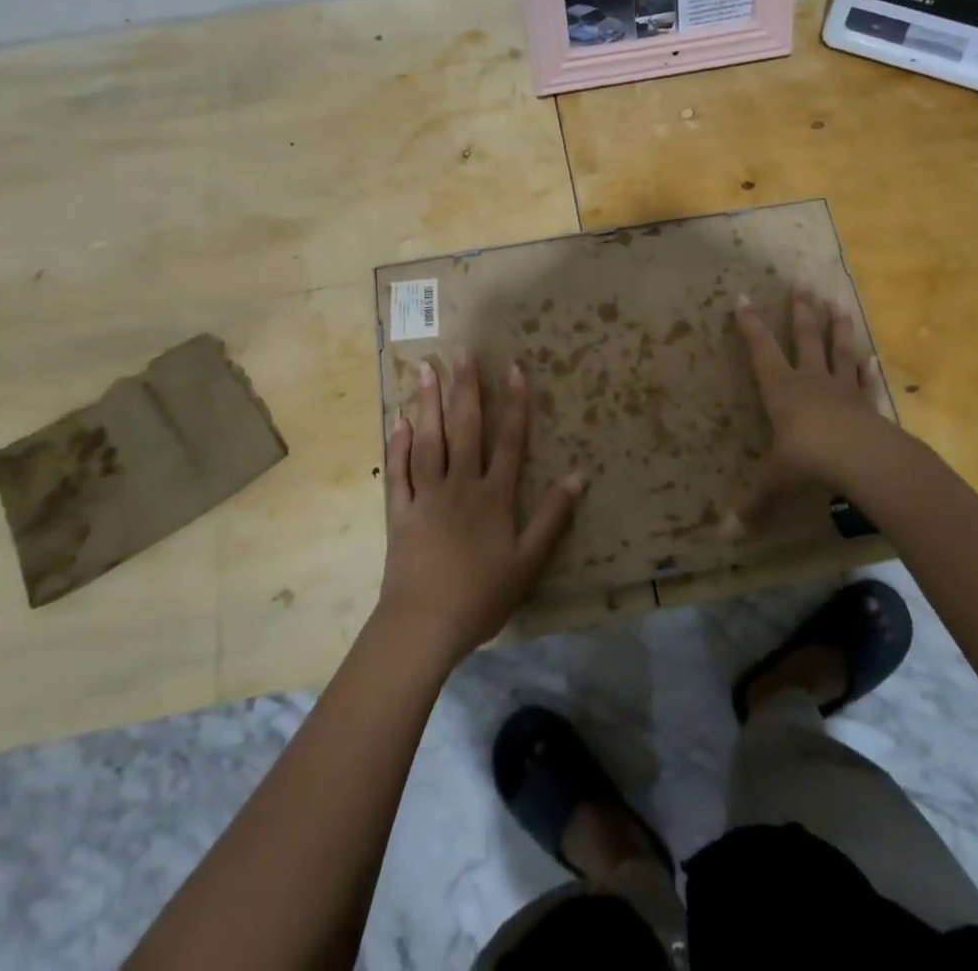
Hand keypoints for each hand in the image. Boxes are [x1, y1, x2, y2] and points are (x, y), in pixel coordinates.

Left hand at [377, 349, 583, 665]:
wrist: (423, 626)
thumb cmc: (481, 596)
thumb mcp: (528, 562)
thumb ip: (552, 518)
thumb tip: (578, 476)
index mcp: (493, 496)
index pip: (509, 440)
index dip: (515, 403)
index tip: (515, 367)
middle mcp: (459, 485)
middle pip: (465, 428)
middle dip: (465, 387)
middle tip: (460, 350)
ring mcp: (425, 496)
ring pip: (429, 440)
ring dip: (428, 403)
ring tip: (425, 369)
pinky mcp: (399, 512)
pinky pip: (398, 472)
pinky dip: (399, 445)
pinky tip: (399, 421)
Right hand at [733, 287, 893, 506]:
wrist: (865, 463)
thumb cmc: (810, 464)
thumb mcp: (775, 485)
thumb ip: (753, 507)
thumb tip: (723, 536)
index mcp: (782, 390)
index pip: (761, 350)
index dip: (750, 325)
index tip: (742, 298)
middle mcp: (811, 381)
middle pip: (804, 338)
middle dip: (799, 311)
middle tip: (800, 283)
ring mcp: (843, 390)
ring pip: (838, 350)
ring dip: (837, 326)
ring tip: (837, 300)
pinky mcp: (868, 404)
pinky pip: (866, 382)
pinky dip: (867, 369)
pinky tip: (871, 357)